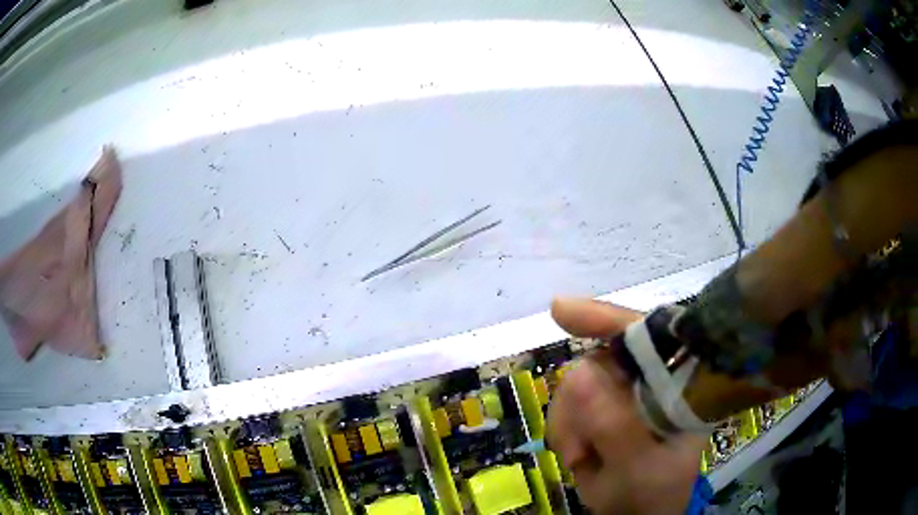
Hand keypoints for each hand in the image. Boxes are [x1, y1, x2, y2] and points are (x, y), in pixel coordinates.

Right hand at [546, 298, 707, 514]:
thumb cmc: (652, 495)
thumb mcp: (639, 469)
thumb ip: (617, 428)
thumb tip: (579, 376)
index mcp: (679, 385)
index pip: (650, 335)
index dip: (607, 318)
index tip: (561, 311)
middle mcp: (652, 380)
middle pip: (602, 359)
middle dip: (580, 400)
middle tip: (577, 447)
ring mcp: (625, 394)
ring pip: (578, 382)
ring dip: (569, 421)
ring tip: (580, 457)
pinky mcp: (603, 409)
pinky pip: (568, 403)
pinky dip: (563, 429)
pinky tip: (576, 454)